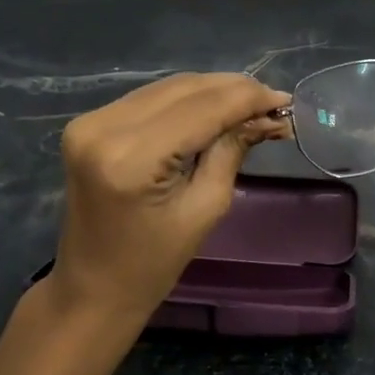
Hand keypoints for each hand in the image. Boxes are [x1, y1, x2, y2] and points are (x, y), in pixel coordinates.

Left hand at [46, 73, 289, 335]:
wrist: (93, 287)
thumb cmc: (154, 263)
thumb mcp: (206, 208)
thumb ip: (232, 150)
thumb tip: (267, 115)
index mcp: (132, 157)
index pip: (202, 108)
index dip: (247, 98)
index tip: (285, 100)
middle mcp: (104, 127)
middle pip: (185, 89)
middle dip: (234, 91)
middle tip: (274, 103)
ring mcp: (91, 121)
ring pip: (168, 87)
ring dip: (212, 92)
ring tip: (251, 106)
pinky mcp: (89, 123)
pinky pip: (150, 99)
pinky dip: (186, 100)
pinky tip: (215, 109)